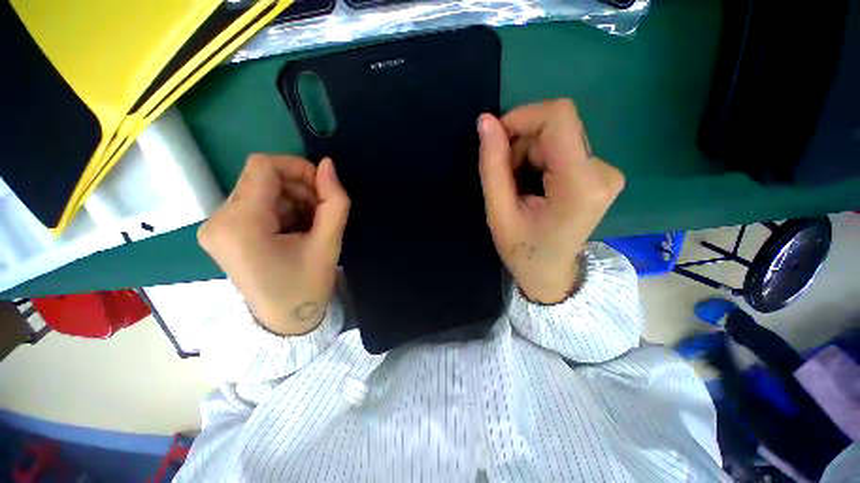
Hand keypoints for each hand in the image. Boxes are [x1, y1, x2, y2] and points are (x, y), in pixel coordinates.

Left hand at [198, 154, 349, 334]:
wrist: (285, 320)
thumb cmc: (307, 286)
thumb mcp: (329, 243)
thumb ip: (334, 201)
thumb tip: (328, 165)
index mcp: (239, 225)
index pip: (263, 167)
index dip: (298, 168)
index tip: (322, 188)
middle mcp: (218, 220)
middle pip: (262, 178)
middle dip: (299, 188)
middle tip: (321, 212)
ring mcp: (217, 226)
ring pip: (261, 189)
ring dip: (293, 199)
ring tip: (311, 224)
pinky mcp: (224, 232)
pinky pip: (257, 204)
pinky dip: (283, 209)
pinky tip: (297, 228)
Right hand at [477, 99, 624, 303]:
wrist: (550, 274)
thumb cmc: (523, 251)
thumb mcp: (499, 213)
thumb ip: (492, 166)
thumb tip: (485, 121)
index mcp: (580, 185)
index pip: (558, 118)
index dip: (522, 117)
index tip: (496, 138)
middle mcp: (602, 171)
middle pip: (556, 128)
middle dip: (521, 144)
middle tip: (505, 178)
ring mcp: (605, 171)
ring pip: (557, 136)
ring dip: (527, 153)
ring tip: (517, 186)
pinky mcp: (599, 173)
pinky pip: (562, 147)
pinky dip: (538, 159)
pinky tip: (531, 184)